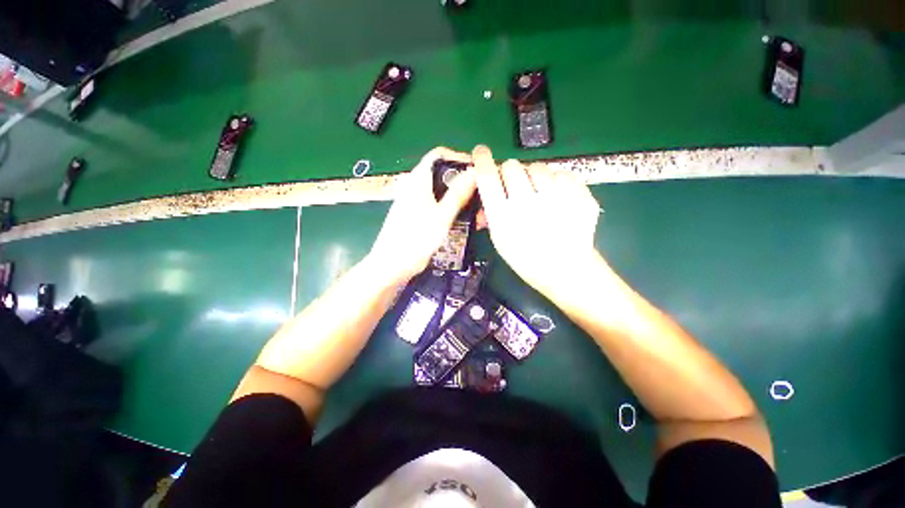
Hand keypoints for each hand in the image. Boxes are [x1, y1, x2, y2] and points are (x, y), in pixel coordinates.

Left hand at [368, 147, 477, 286]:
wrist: (391, 266)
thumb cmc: (415, 240)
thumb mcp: (441, 217)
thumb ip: (458, 194)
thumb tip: (475, 171)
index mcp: (418, 180)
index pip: (439, 155)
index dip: (459, 157)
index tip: (478, 170)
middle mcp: (415, 186)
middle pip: (442, 173)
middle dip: (464, 181)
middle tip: (482, 195)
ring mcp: (415, 201)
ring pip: (442, 191)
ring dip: (461, 198)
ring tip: (478, 211)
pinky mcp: (416, 214)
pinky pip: (438, 204)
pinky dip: (452, 208)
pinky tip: (464, 220)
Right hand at [473, 145, 601, 299]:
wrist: (565, 270)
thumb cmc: (526, 258)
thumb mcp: (500, 240)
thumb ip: (491, 212)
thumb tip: (488, 192)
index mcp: (504, 217)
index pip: (487, 177)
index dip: (482, 160)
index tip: (481, 152)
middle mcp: (527, 203)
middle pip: (511, 165)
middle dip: (510, 173)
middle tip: (516, 187)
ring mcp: (556, 197)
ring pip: (538, 167)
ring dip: (534, 177)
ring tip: (541, 195)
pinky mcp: (579, 195)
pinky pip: (562, 174)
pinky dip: (558, 183)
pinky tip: (559, 200)